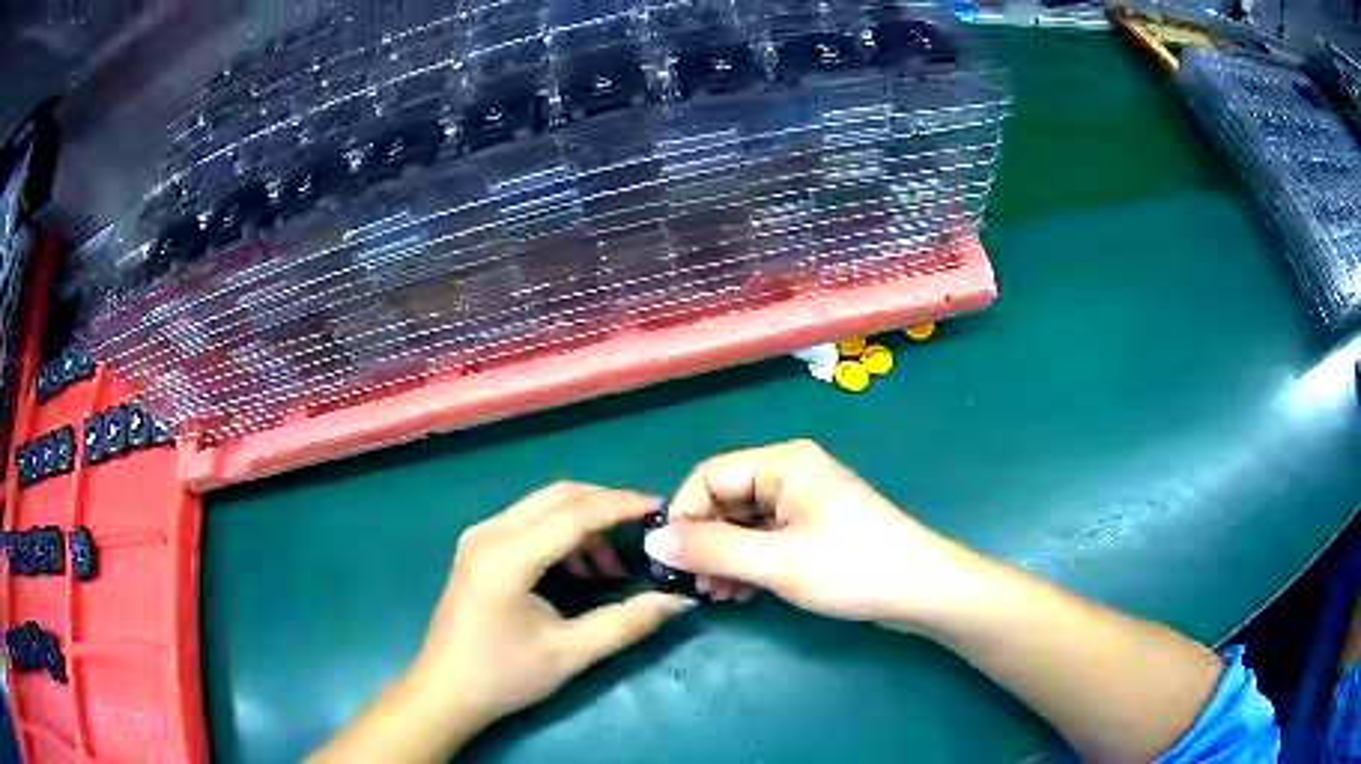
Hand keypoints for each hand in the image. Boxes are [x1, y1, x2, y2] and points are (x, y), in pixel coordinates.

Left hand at [413, 482, 694, 730]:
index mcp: (507, 556)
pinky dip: (561, 531)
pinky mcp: (477, 548)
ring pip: (542, 505)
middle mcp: (489, 532)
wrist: (445, 691)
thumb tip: (678, 601)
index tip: (662, 508)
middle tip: (646, 528)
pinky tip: (580, 567)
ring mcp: (479, 536)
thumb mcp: (569, 653)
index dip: (621, 506)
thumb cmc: (503, 676)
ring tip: (614, 562)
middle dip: (605, 504)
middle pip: (557, 496)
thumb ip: (626, 623)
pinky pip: (528, 521)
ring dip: (583, 520)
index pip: (574, 513)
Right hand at [643, 440, 981, 627]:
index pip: (709, 476)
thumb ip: (712, 549)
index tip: (670, 561)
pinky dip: (748, 564)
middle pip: (725, 500)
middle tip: (696, 588)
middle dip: (705, 543)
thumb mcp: (776, 562)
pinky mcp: (814, 529)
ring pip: (743, 524)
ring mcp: (804, 503)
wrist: (922, 591)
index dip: (684, 516)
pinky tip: (741, 594)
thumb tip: (653, 542)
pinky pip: (765, 539)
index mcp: (783, 463)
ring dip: (724, 558)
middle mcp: (790, 474)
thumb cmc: (851, 569)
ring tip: (717, 597)